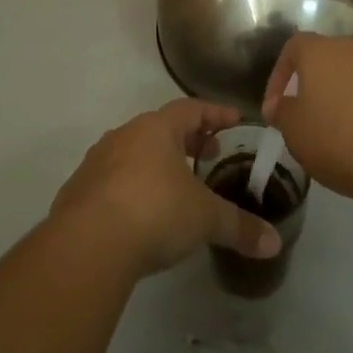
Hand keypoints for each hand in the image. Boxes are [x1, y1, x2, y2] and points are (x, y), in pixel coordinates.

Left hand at [50, 99, 281, 277]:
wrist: (88, 243)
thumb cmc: (154, 212)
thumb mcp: (205, 219)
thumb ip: (240, 227)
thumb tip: (274, 243)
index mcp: (157, 129)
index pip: (191, 108)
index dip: (215, 113)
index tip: (234, 120)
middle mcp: (125, 135)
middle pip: (161, 128)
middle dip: (187, 139)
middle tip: (209, 153)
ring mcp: (97, 161)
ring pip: (134, 152)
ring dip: (156, 163)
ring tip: (176, 186)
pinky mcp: (78, 190)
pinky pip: (112, 180)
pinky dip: (132, 188)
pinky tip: (141, 213)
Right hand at [261, 36, 352, 209]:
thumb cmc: (340, 140)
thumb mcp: (295, 131)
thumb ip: (282, 112)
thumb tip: (279, 106)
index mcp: (322, 50)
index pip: (293, 47)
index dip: (278, 75)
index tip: (275, 107)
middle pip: (325, 59)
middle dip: (311, 86)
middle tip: (303, 118)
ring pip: (351, 76)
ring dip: (339, 98)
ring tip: (333, 133)